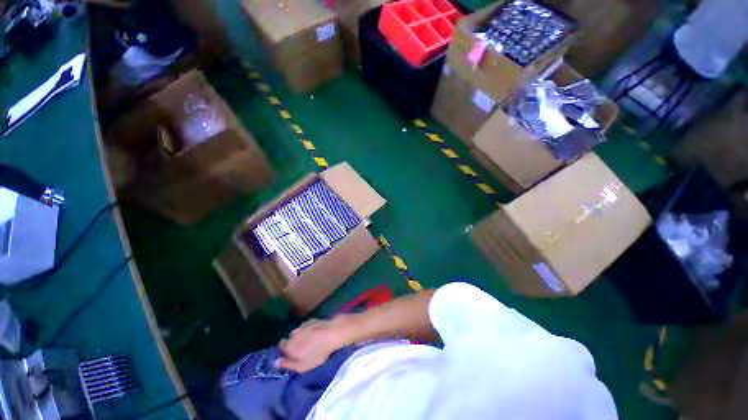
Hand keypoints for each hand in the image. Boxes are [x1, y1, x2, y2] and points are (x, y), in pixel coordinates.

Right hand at [277, 317, 351, 372]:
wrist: (332, 334)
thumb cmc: (317, 353)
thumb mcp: (302, 366)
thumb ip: (288, 364)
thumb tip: (276, 362)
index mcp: (289, 345)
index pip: (281, 346)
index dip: (285, 350)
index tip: (292, 355)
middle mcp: (293, 333)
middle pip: (290, 338)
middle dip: (293, 343)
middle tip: (302, 349)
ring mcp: (303, 325)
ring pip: (298, 332)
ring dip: (301, 336)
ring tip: (310, 342)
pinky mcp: (312, 320)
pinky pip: (306, 327)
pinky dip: (309, 330)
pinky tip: (316, 334)